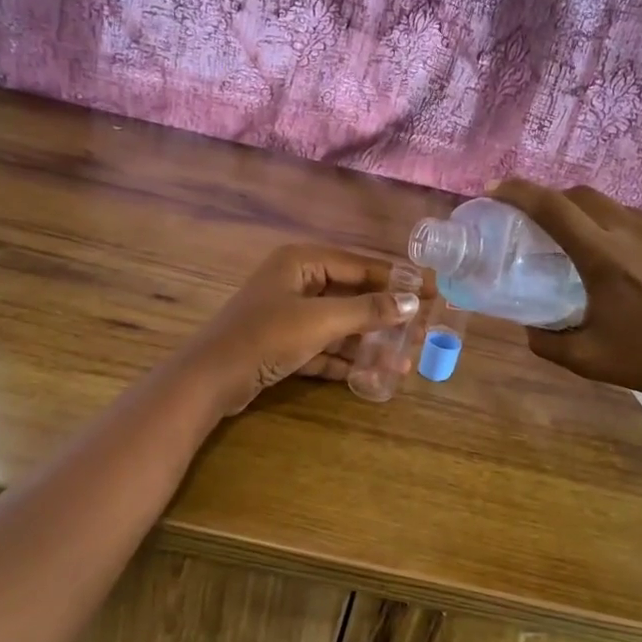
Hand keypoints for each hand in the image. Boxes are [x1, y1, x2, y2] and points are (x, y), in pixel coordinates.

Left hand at [180, 244, 421, 415]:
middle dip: (384, 317)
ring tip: (402, 361)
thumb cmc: (266, 337)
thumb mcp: (320, 321)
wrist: (210, 380)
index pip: (360, 266)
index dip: (397, 279)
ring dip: (367, 343)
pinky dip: (344, 359)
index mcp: (302, 262)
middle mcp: (296, 282)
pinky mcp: (283, 345)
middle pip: (351, 296)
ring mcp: (288, 315)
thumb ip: (367, 310)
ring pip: (338, 325)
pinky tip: (372, 375)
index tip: (430, 292)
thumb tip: (411, 302)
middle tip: (421, 331)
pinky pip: (323, 347)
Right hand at [488, 179, 641, 412]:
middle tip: (542, 222)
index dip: (519, 192)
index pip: (552, 208)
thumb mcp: (585, 359)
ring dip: (595, 220)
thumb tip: (528, 325)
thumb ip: (545, 340)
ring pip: (619, 209)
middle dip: (555, 201)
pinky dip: (630, 234)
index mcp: (603, 257)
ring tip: (593, 249)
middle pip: (583, 196)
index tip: (498, 190)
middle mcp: (634, 231)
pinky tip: (636, 264)